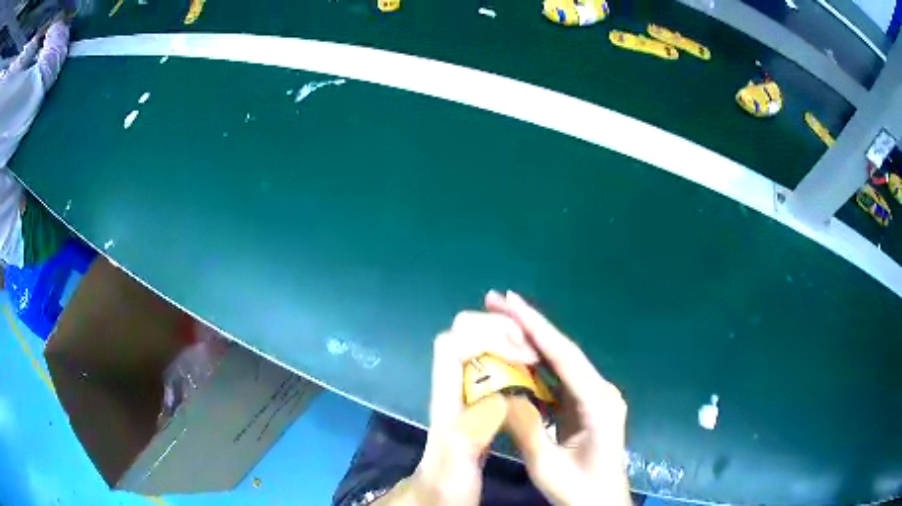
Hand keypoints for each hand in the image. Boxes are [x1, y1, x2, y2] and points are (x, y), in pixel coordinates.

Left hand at [376, 311, 538, 504]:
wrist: (438, 499)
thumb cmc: (445, 485)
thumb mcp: (456, 462)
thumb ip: (473, 429)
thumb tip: (503, 394)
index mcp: (445, 398)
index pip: (452, 343)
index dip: (488, 336)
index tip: (525, 355)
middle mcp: (453, 389)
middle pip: (464, 334)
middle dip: (499, 329)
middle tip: (532, 350)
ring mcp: (465, 396)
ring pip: (479, 347)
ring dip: (507, 339)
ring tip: (537, 354)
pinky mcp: (479, 406)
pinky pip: (494, 368)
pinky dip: (513, 360)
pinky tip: (533, 375)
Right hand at [486, 291, 631, 505]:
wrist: (602, 503)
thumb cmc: (579, 490)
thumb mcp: (547, 466)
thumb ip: (526, 429)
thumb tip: (503, 394)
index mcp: (598, 403)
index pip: (564, 356)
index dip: (536, 326)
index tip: (511, 301)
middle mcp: (601, 391)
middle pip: (562, 352)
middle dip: (530, 325)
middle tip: (497, 301)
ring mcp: (595, 397)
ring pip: (560, 362)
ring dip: (531, 342)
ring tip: (501, 321)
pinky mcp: (587, 406)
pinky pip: (559, 380)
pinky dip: (536, 365)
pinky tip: (517, 356)